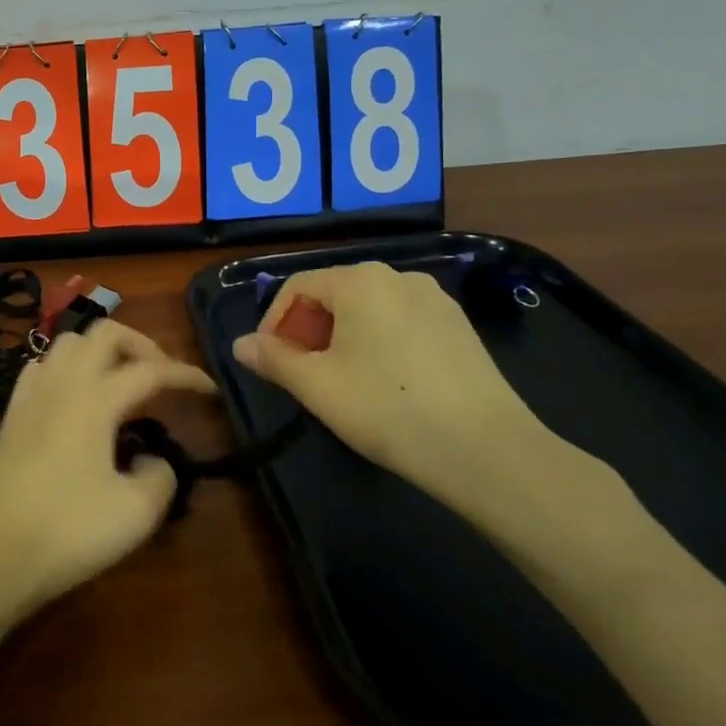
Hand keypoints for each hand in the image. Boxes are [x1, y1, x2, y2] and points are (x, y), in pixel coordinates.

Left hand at [0, 320, 215, 614]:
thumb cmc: (69, 531)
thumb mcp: (137, 512)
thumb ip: (161, 475)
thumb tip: (151, 458)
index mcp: (96, 397)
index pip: (151, 370)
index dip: (186, 375)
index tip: (210, 390)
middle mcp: (63, 382)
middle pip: (106, 332)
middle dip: (142, 345)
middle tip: (163, 377)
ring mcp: (32, 393)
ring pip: (70, 341)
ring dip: (102, 350)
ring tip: (122, 382)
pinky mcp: (12, 412)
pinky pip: (42, 365)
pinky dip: (68, 366)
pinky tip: (76, 394)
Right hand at [231, 261, 603, 533]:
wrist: (484, 449)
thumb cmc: (387, 408)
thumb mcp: (317, 386)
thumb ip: (273, 359)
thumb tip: (240, 344)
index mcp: (359, 280)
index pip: (299, 286)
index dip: (275, 322)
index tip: (270, 361)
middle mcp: (398, 276)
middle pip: (335, 293)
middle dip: (309, 330)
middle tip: (303, 374)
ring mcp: (435, 298)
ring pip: (370, 308)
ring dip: (344, 336)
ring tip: (342, 380)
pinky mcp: (459, 325)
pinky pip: (402, 321)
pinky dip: (380, 341)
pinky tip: (387, 382)